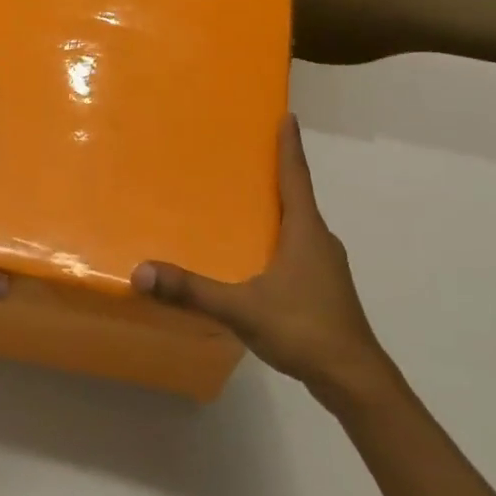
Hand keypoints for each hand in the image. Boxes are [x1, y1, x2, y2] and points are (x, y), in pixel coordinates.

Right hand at [131, 115, 397, 409]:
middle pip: (299, 197)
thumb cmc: (304, 329)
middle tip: (251, 155)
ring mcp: (327, 266)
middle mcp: (320, 240)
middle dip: (279, 174)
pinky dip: (282, 239)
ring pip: (300, 226)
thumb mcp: (242, 309)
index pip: (296, 176)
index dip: (290, 146)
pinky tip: (262, 257)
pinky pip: (301, 250)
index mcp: (305, 231)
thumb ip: (192, 292)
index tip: (288, 116)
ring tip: (250, 203)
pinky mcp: (326, 289)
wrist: (354, 379)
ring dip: (281, 209)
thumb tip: (141, 272)